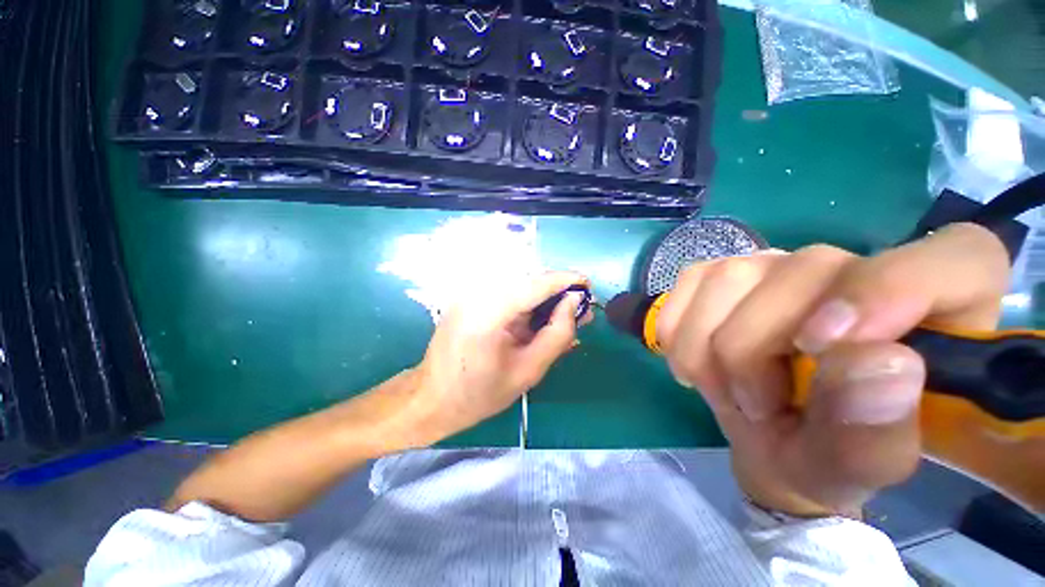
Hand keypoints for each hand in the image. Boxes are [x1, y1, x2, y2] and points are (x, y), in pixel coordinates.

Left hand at [406, 271, 591, 443]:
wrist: (432, 397)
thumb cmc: (480, 393)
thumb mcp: (529, 371)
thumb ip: (557, 334)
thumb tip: (574, 303)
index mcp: (488, 313)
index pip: (534, 284)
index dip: (564, 280)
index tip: (587, 283)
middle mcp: (477, 293)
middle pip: (527, 280)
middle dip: (556, 290)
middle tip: (579, 307)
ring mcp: (469, 293)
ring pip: (518, 284)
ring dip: (543, 296)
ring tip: (564, 315)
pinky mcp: (468, 297)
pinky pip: (506, 293)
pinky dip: (527, 301)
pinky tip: (539, 318)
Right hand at [655, 223, 1009, 517]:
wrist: (764, 435)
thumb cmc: (824, 456)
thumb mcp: (854, 466)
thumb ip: (877, 431)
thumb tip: (883, 366)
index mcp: (935, 315)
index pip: (957, 259)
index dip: (891, 288)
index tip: (822, 345)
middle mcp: (854, 270)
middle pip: (802, 272)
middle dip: (754, 350)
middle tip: (753, 405)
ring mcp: (777, 265)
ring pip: (729, 277)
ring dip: (707, 345)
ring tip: (719, 385)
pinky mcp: (723, 273)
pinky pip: (689, 283)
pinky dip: (678, 328)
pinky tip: (691, 358)